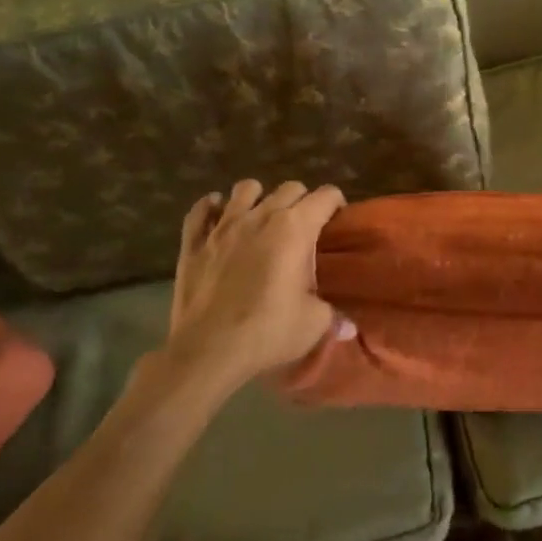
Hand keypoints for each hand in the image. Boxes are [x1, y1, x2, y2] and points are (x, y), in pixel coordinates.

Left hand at [153, 180, 350, 402]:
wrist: (208, 352)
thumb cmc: (268, 332)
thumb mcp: (314, 323)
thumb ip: (333, 314)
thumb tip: (348, 326)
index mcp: (295, 228)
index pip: (325, 196)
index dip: (336, 202)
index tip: (338, 218)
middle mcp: (261, 217)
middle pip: (289, 188)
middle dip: (302, 200)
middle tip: (304, 226)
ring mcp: (223, 226)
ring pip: (245, 189)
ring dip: (258, 197)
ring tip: (262, 217)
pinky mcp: (193, 243)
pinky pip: (200, 211)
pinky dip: (211, 208)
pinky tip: (217, 218)